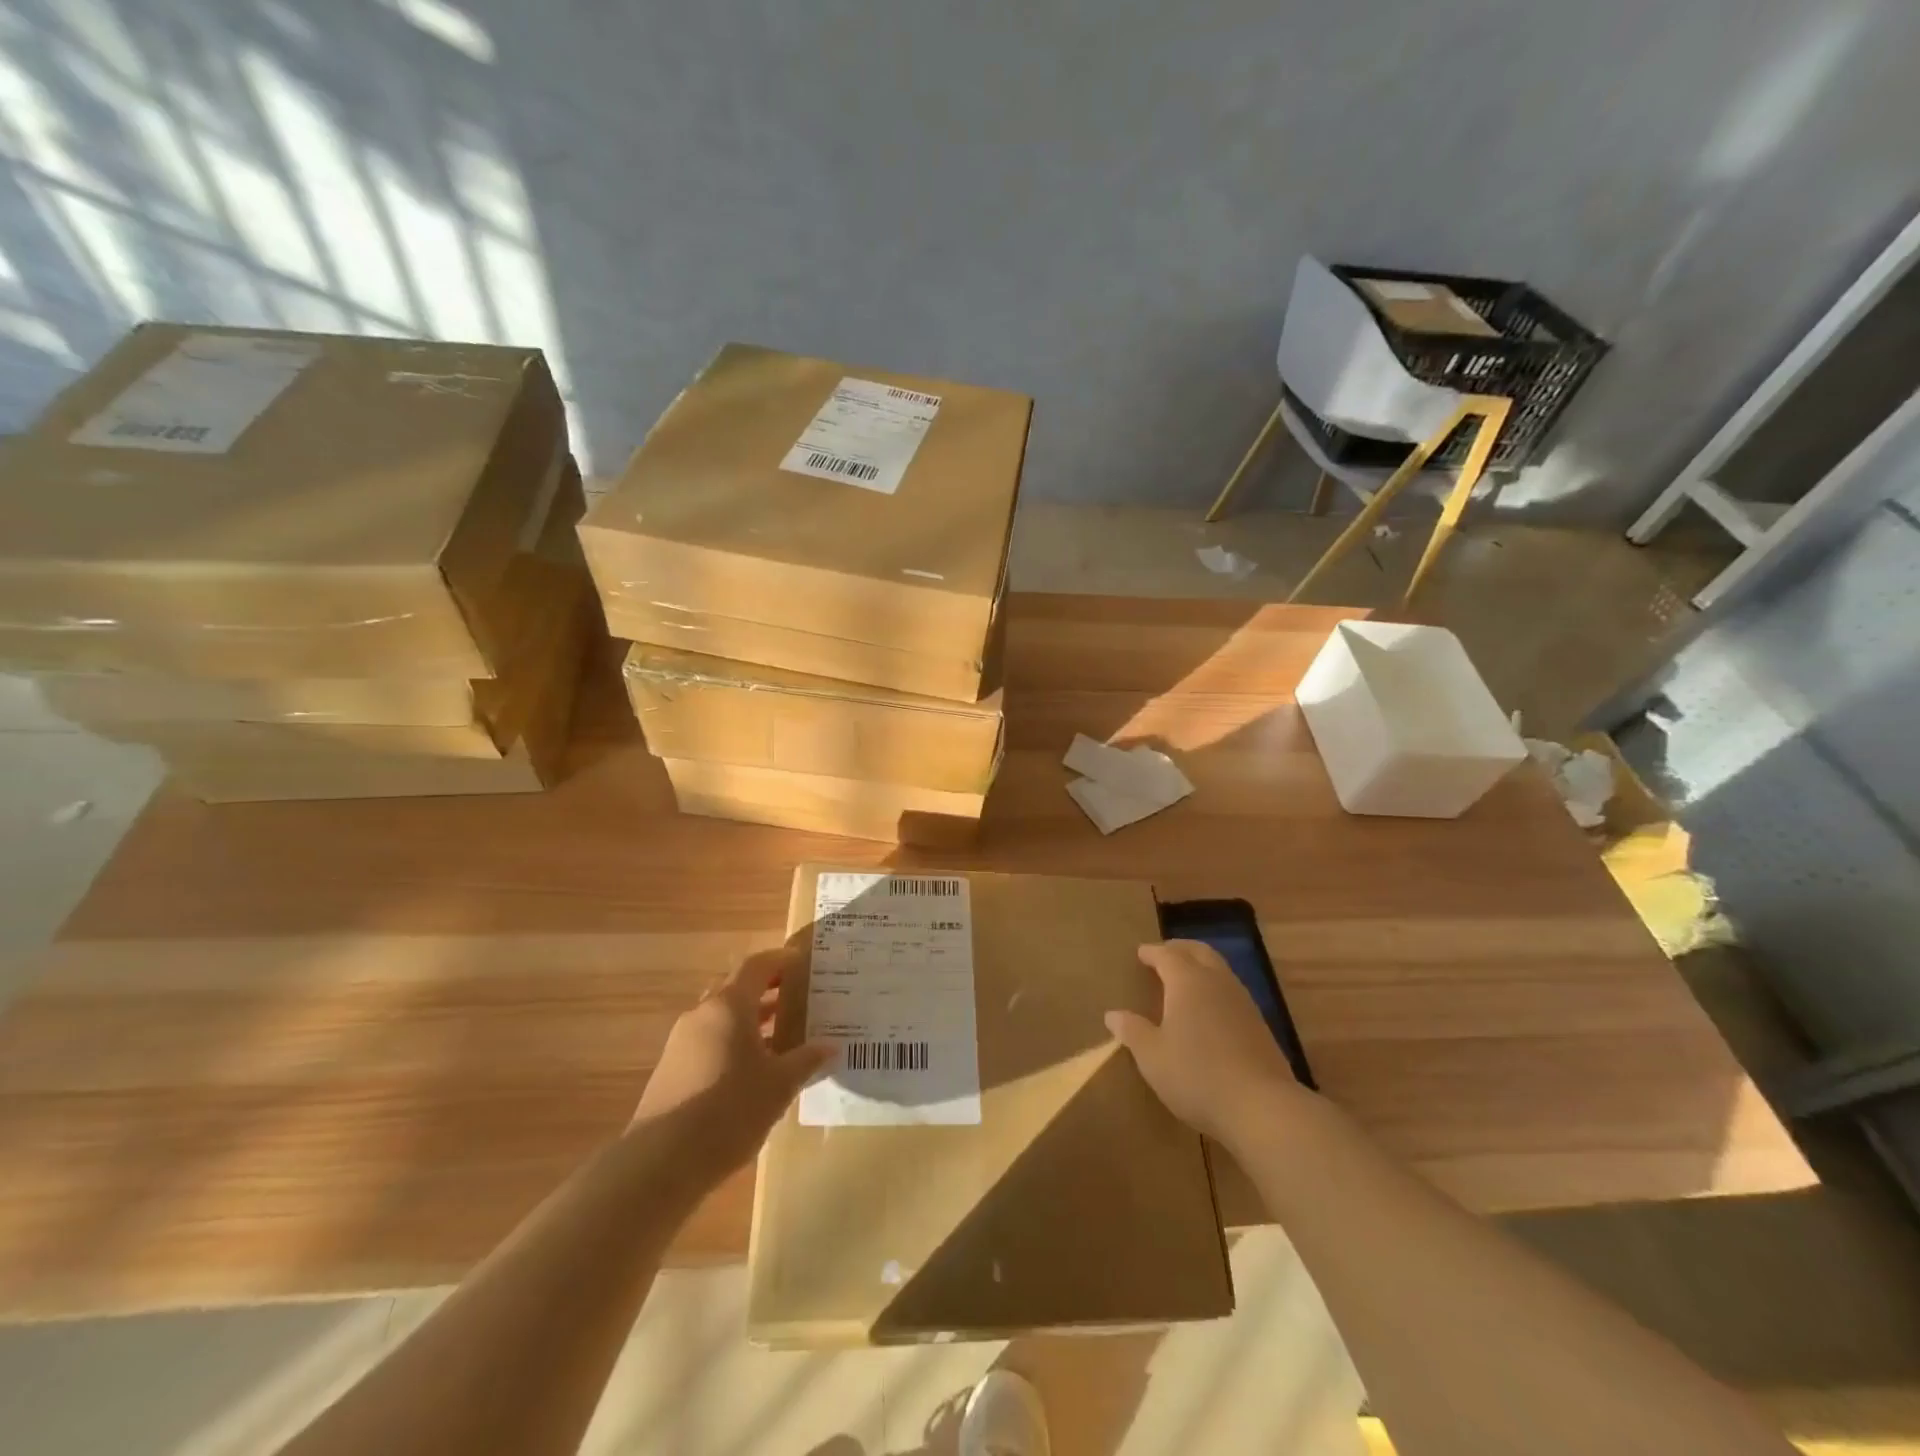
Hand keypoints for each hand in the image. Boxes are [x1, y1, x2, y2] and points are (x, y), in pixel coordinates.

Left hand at [633, 949, 831, 1177]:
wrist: (660, 1163)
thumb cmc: (729, 1110)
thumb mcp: (779, 1085)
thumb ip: (807, 1060)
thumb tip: (830, 1046)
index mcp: (729, 1005)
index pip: (757, 965)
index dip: (781, 960)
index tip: (804, 962)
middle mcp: (702, 1014)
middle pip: (737, 988)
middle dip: (767, 990)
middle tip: (798, 998)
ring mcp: (681, 1043)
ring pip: (722, 1017)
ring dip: (750, 1020)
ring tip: (782, 1035)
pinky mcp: (671, 1070)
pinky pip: (709, 1042)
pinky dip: (734, 1043)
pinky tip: (753, 1071)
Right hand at [1106, 940, 1311, 1145]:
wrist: (1262, 1107)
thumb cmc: (1197, 1075)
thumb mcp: (1152, 1057)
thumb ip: (1132, 1031)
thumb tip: (1113, 1014)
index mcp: (1188, 982)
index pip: (1167, 954)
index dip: (1152, 952)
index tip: (1140, 953)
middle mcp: (1217, 982)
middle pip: (1199, 952)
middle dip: (1180, 949)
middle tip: (1164, 954)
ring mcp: (1243, 1002)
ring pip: (1220, 970)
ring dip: (1201, 967)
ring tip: (1185, 980)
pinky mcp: (1260, 1025)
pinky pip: (1232, 992)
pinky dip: (1216, 989)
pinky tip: (1210, 1012)